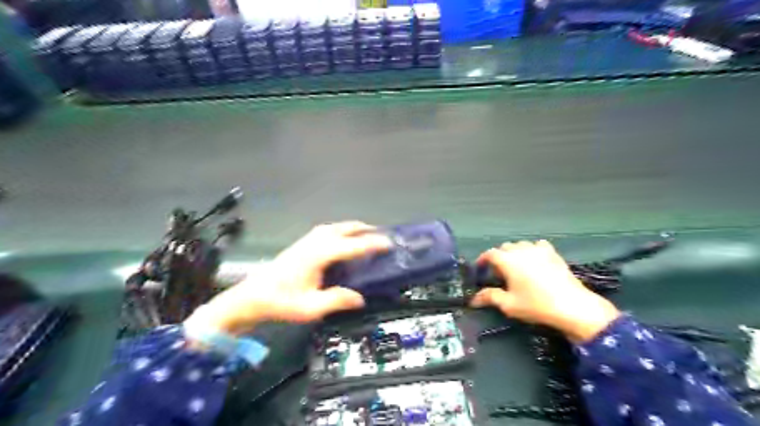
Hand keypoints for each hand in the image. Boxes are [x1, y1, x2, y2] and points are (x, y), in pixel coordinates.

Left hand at [186, 223, 391, 335]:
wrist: (251, 297)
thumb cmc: (280, 303)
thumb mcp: (310, 307)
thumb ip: (337, 300)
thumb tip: (360, 298)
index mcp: (318, 255)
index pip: (352, 245)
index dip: (372, 244)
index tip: (389, 243)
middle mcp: (313, 243)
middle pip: (343, 229)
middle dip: (363, 229)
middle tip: (380, 235)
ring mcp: (305, 242)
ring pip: (333, 227)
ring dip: (351, 227)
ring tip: (364, 233)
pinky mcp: (300, 245)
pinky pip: (325, 231)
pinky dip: (339, 230)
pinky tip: (340, 239)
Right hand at [473, 240, 620, 343]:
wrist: (572, 306)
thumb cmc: (536, 305)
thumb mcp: (509, 304)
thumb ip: (489, 297)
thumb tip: (473, 299)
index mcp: (508, 260)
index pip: (490, 253)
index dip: (483, 260)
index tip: (480, 269)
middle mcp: (521, 250)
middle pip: (504, 247)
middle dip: (499, 257)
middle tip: (499, 273)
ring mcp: (538, 249)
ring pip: (520, 245)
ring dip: (514, 253)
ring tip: (517, 267)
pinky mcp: (553, 253)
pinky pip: (538, 245)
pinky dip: (532, 250)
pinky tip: (535, 261)